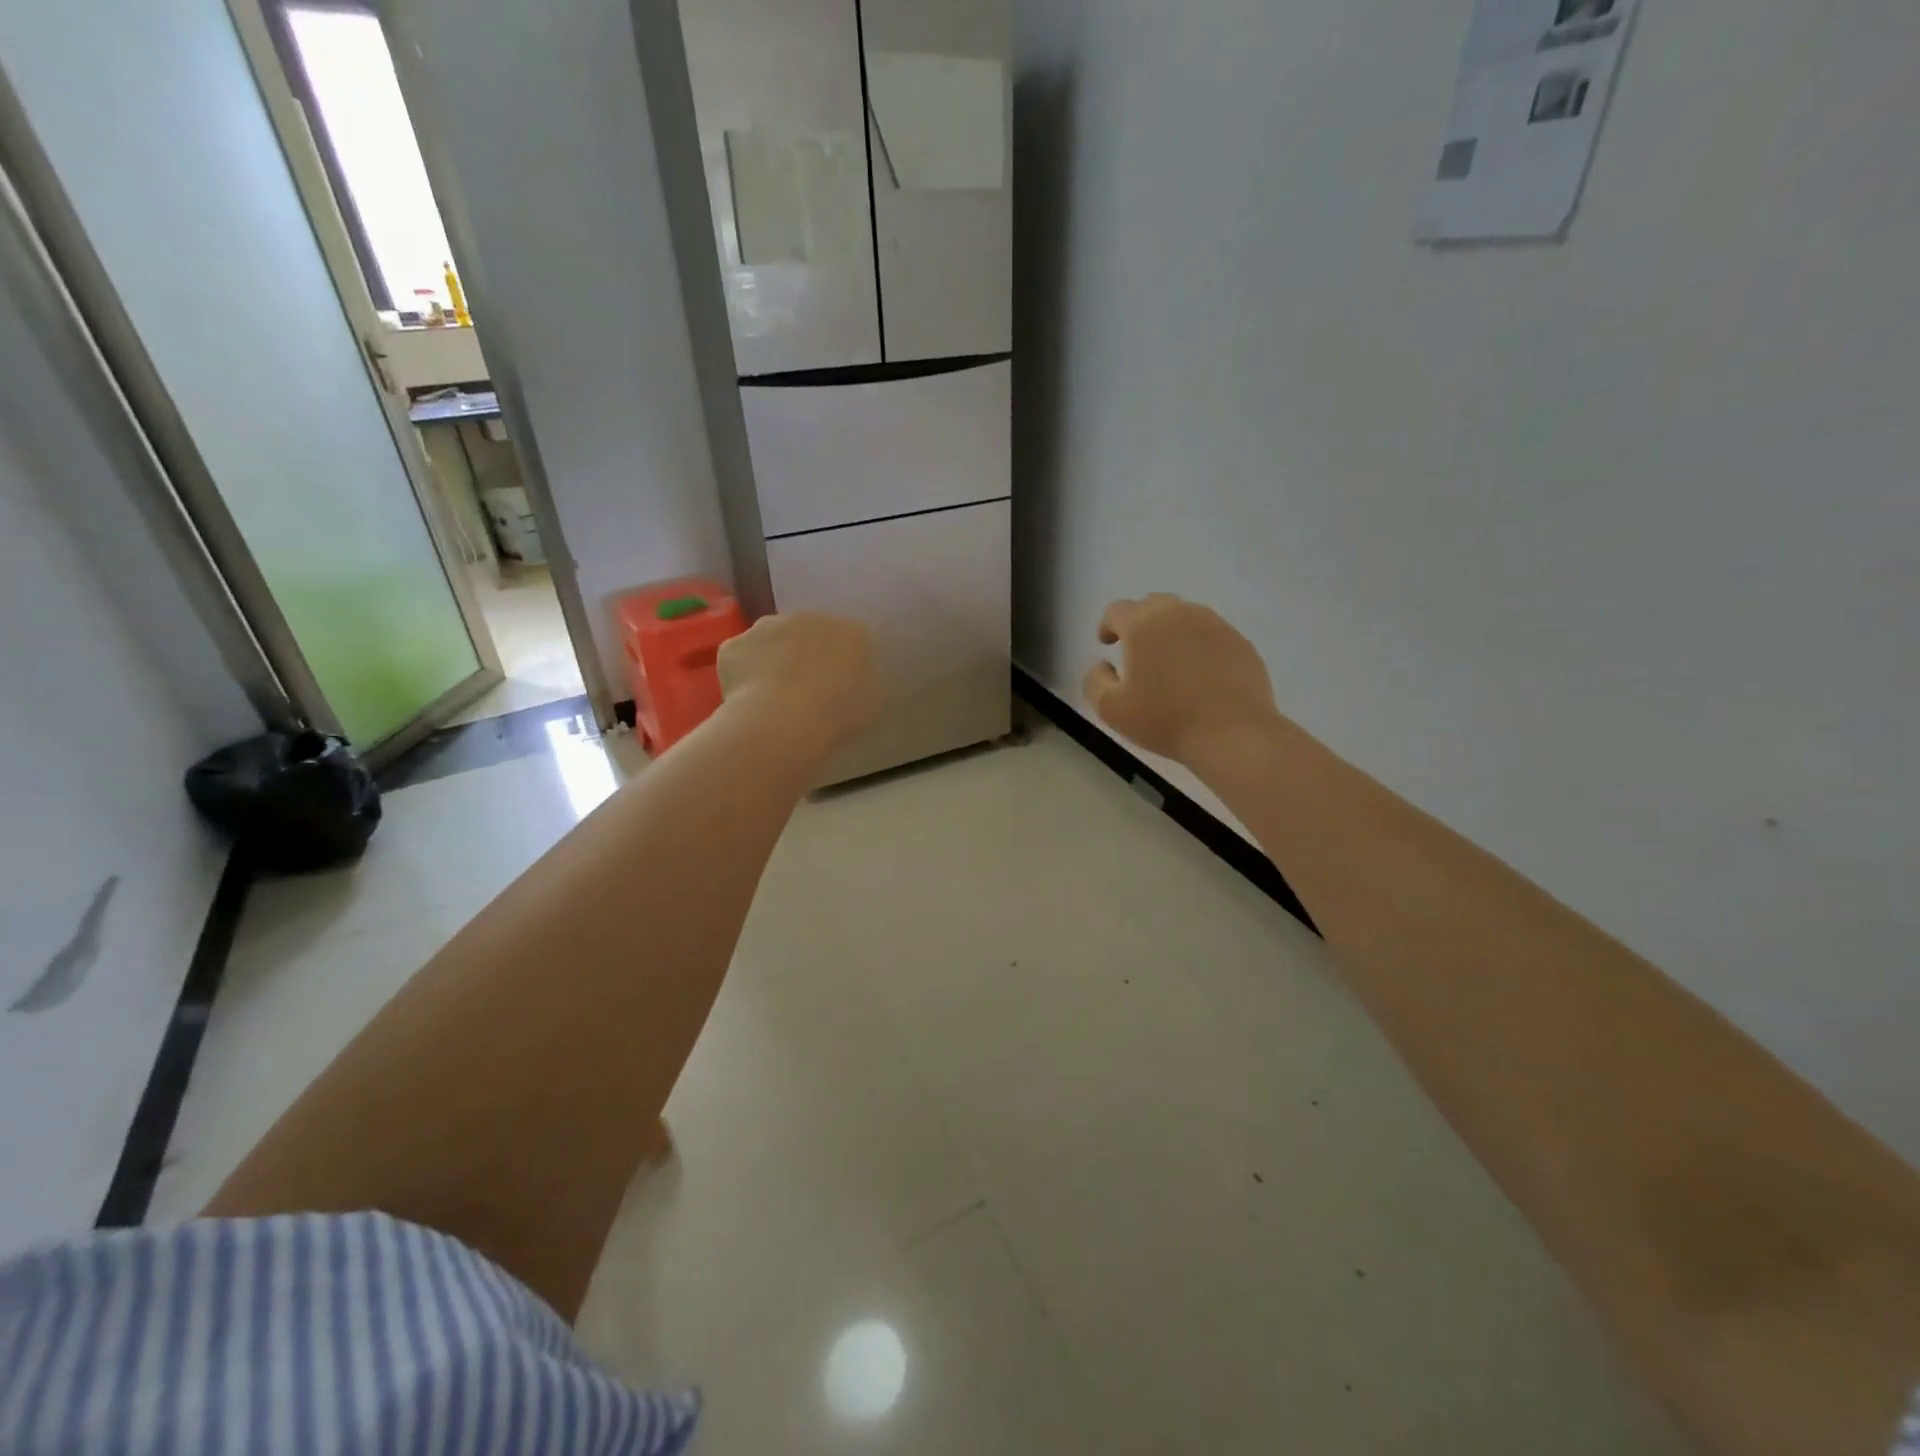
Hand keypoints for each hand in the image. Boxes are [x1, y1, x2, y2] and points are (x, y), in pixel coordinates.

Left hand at [719, 611, 878, 754]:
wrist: (783, 721)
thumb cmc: (836, 715)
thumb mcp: (870, 705)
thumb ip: (864, 685)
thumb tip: (853, 683)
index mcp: (850, 632)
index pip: (850, 640)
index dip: (842, 663)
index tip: (838, 687)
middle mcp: (808, 618)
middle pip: (807, 633)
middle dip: (805, 654)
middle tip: (804, 691)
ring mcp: (767, 626)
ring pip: (771, 640)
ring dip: (772, 659)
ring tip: (772, 697)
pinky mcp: (734, 643)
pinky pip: (741, 658)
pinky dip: (743, 674)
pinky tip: (747, 700)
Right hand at [1082, 595, 1278, 766]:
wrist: (1232, 733)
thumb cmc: (1165, 720)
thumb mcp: (1111, 709)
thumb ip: (1095, 680)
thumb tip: (1101, 665)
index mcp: (1144, 624)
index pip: (1117, 610)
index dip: (1108, 625)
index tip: (1107, 644)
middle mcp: (1179, 614)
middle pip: (1153, 605)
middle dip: (1140, 622)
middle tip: (1137, 651)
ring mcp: (1215, 625)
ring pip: (1185, 616)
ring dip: (1171, 632)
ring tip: (1169, 662)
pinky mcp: (1240, 642)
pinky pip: (1211, 635)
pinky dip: (1199, 646)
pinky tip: (1200, 675)